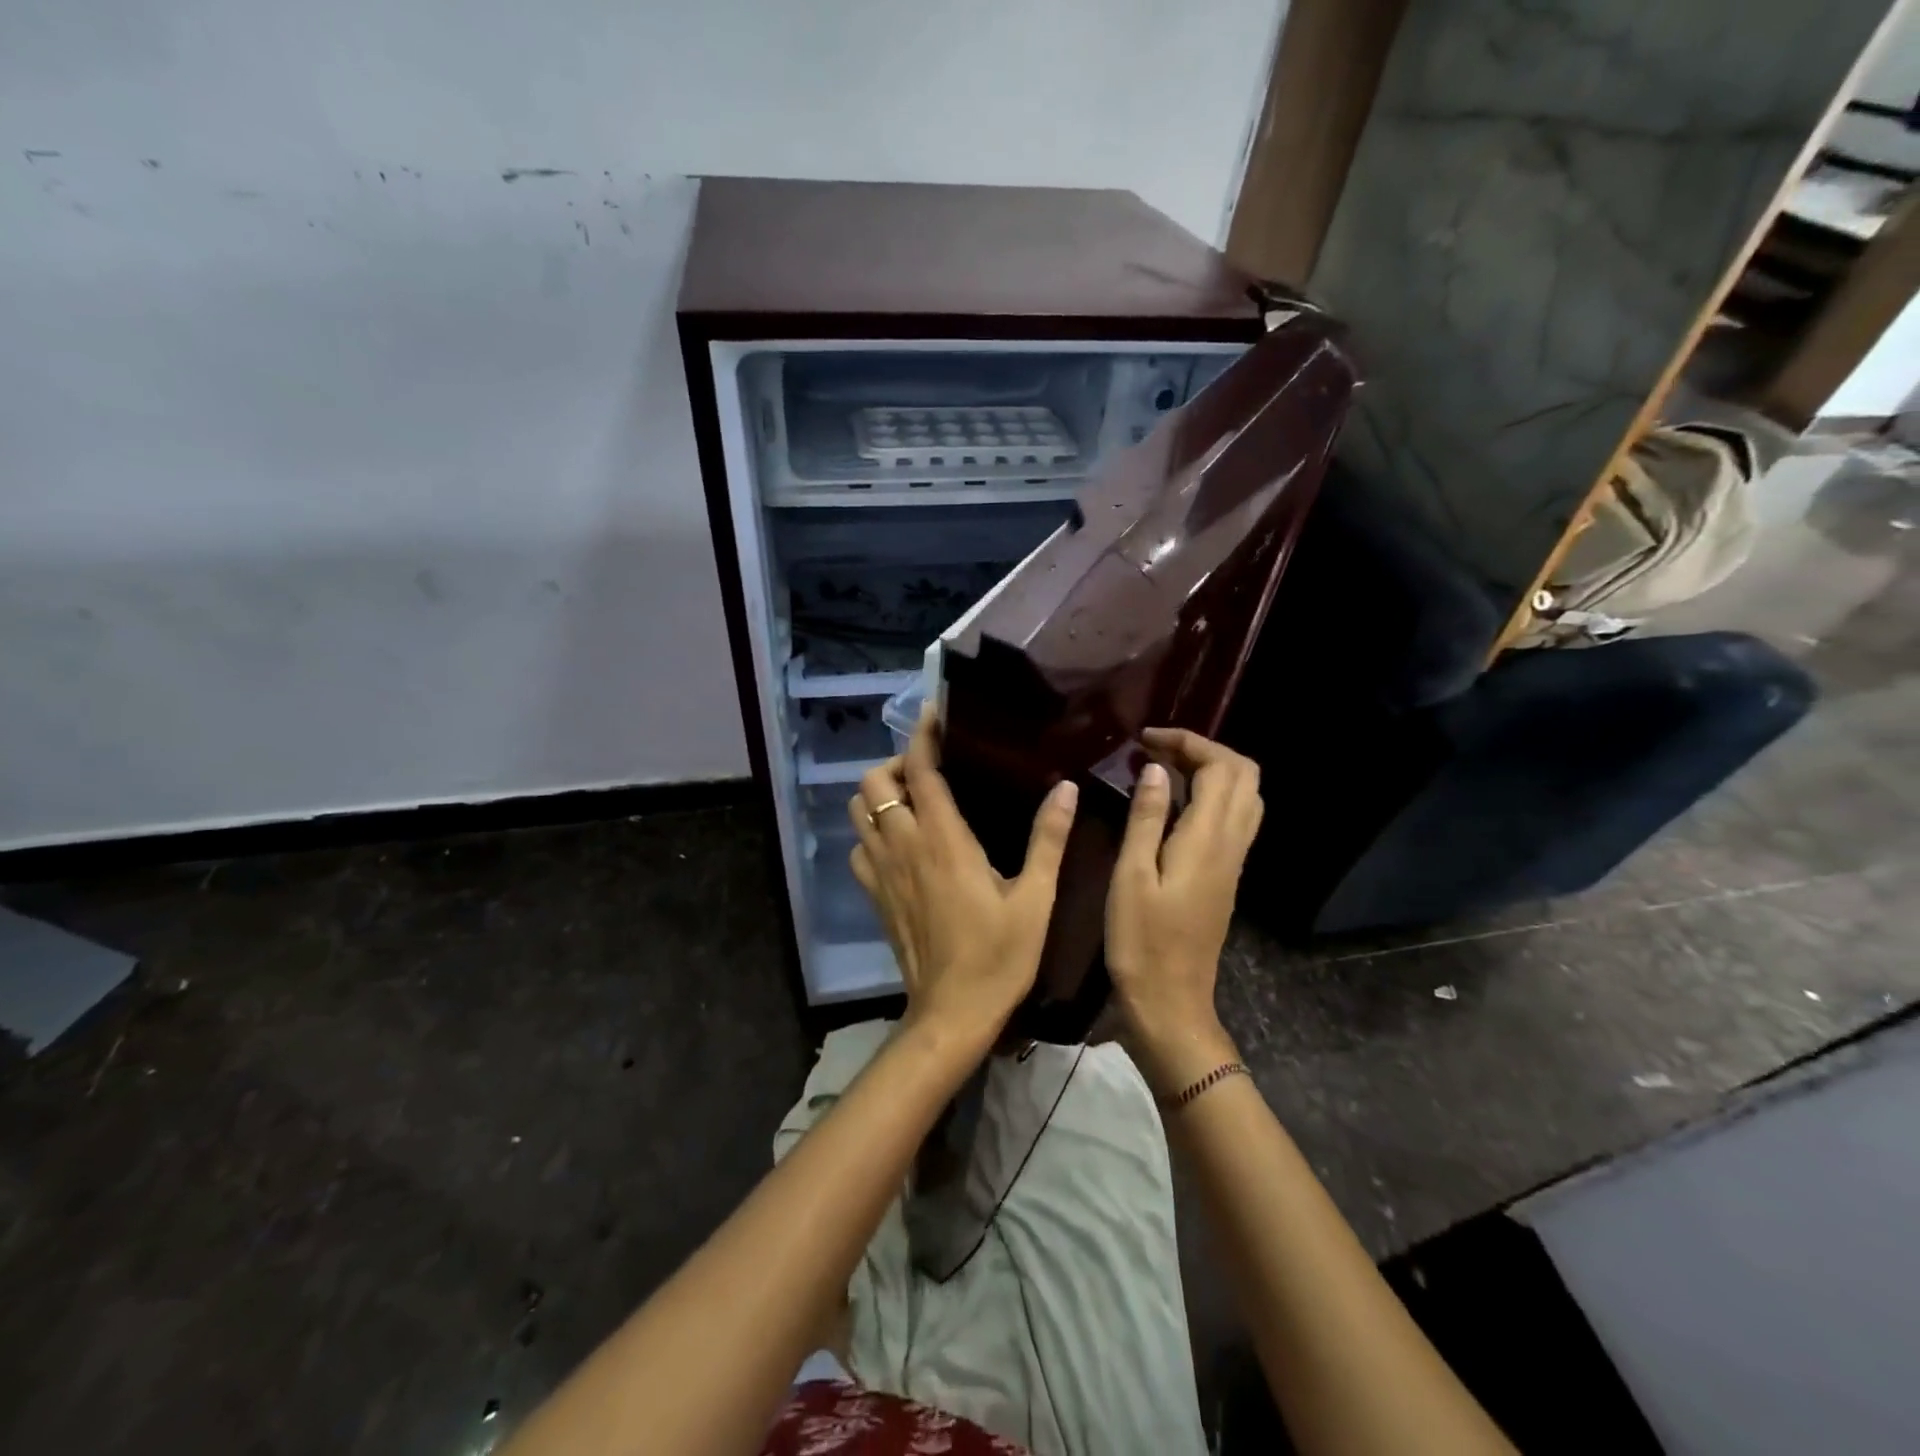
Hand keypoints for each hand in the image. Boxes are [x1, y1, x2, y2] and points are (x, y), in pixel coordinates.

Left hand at [849, 706, 1078, 1047]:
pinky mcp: (874, 896)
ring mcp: (881, 872)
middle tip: (930, 771)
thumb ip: (1049, 840)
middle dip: (896, 764)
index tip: (936, 715)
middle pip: (873, 782)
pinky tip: (900, 844)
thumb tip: (1066, 788)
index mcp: (943, 840)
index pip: (920, 770)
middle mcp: (903, 846)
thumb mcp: (1036, 899)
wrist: (952, 1014)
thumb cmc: (999, 957)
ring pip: (857, 811)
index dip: (923, 735)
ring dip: (879, 796)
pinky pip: (858, 848)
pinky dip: (871, 833)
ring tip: (913, 801)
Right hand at [1106, 728, 1263, 1094]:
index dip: (1188, 742)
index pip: (1220, 767)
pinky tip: (1175, 804)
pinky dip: (1212, 795)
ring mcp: (1234, 862)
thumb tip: (1155, 769)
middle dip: (1205, 750)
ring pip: (1245, 797)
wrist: (1171, 1002)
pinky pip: (1235, 819)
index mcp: (1208, 840)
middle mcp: (1231, 844)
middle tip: (1158, 750)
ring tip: (1166, 770)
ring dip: (1213, 771)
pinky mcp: (1226, 877)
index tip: (1145, 740)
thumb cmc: (1141, 941)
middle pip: (1244, 775)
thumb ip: (1147, 818)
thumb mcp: (1131, 876)